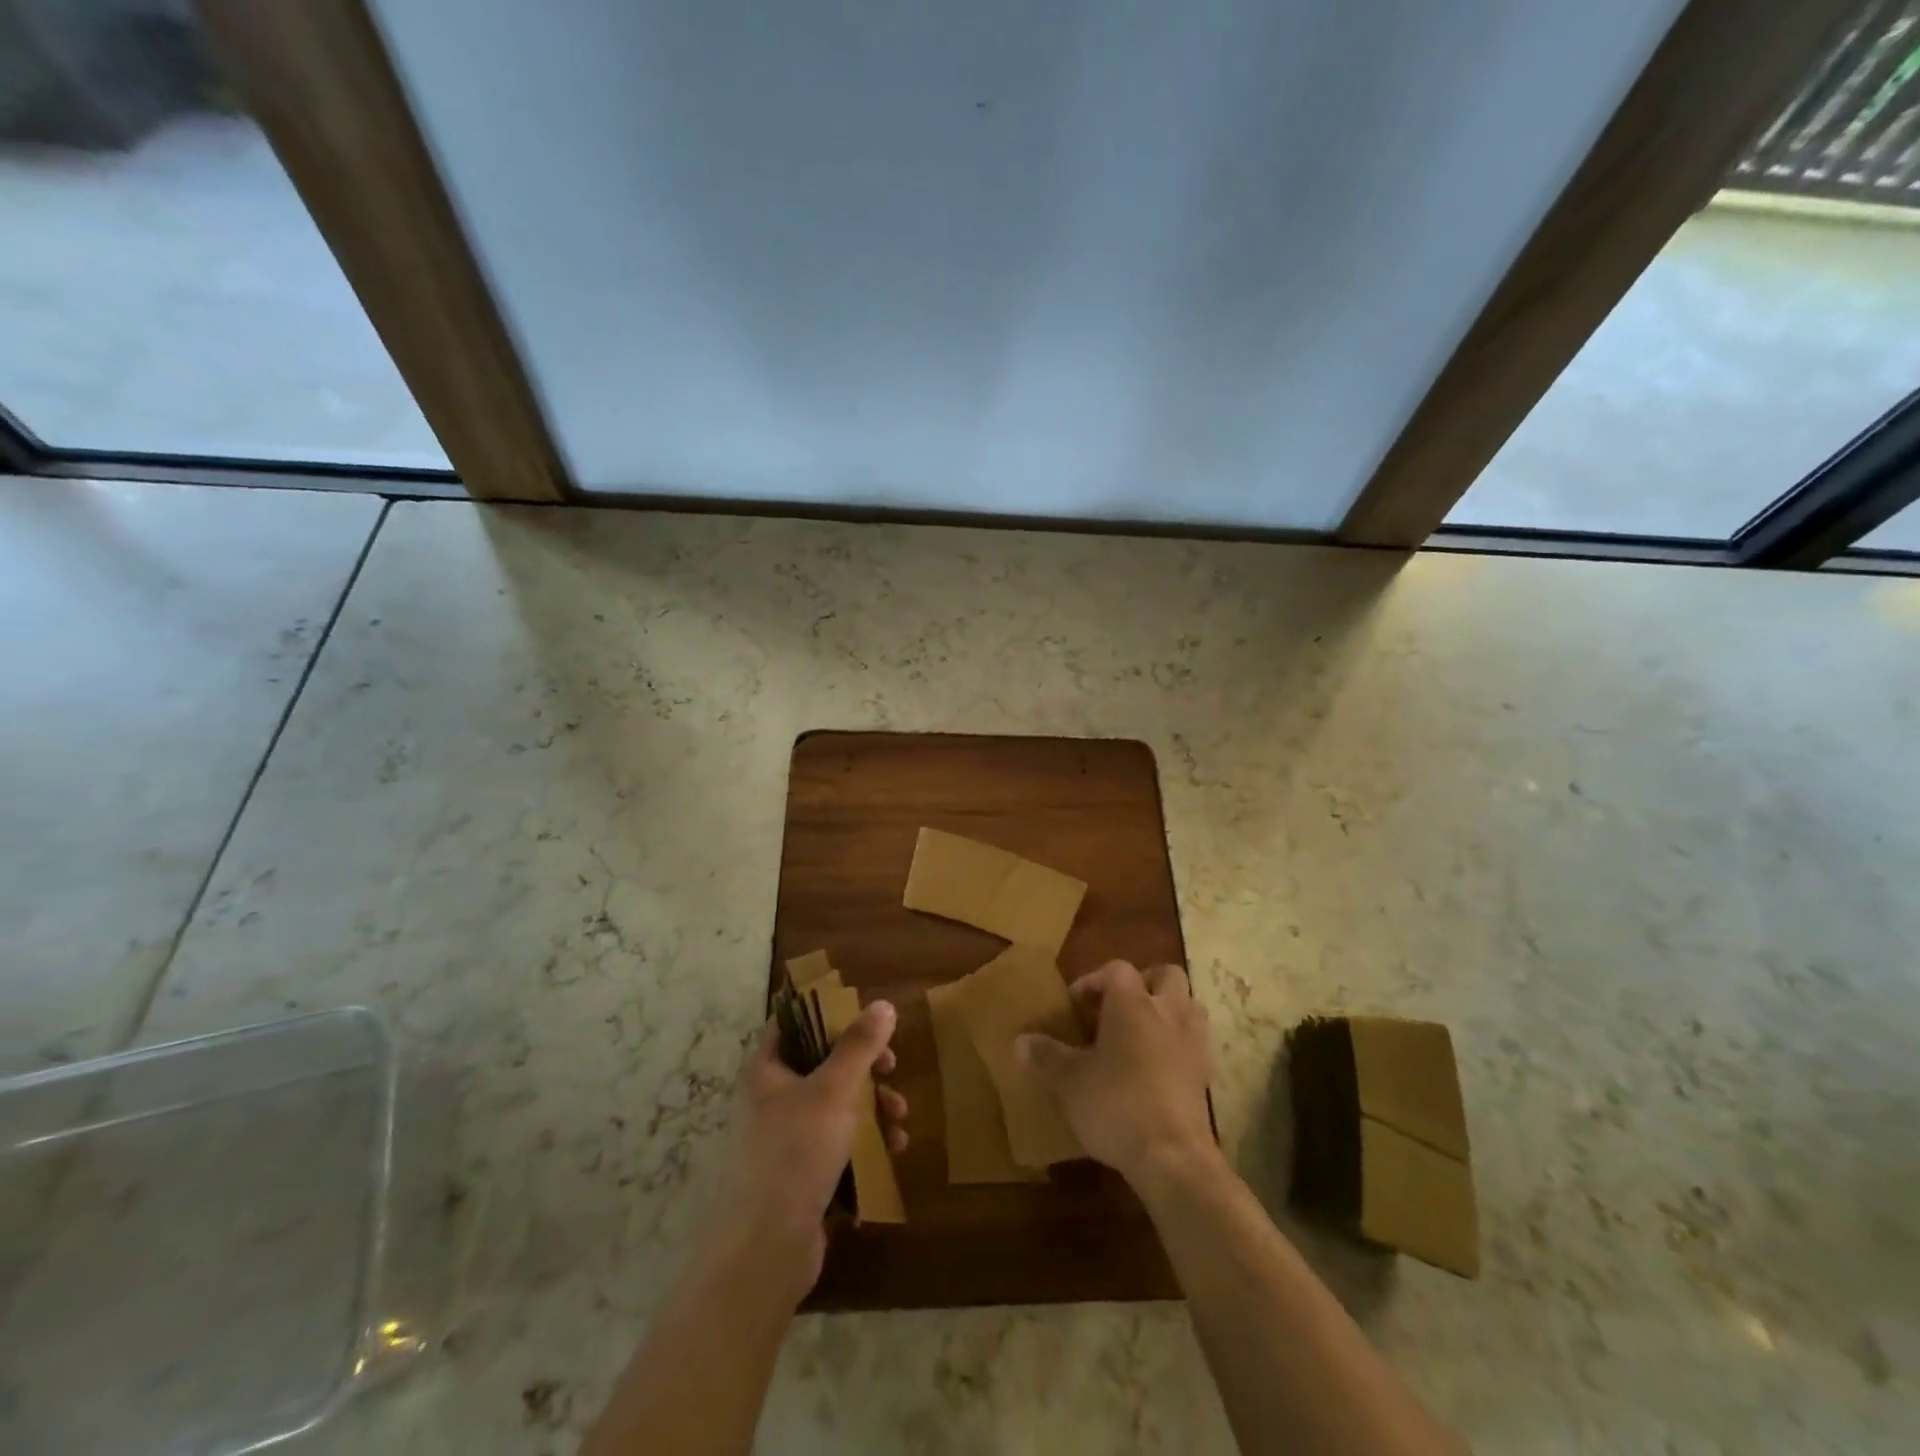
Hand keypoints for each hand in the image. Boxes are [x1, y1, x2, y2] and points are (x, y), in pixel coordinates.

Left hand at [713, 1002, 909, 1293]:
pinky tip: (892, 1150)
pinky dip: (865, 1141)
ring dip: (873, 1106)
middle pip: (823, 1063)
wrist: (765, 1251)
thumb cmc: (795, 1153)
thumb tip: (883, 1004)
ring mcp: (785, 1138)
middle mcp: (772, 1098)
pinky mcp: (801, 1173)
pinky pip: (838, 1143)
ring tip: (900, 1120)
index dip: (827, 1012)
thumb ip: (859, 1045)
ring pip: (836, 1105)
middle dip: (865, 1067)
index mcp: (768, 1069)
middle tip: (892, 1068)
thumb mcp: (834, 1090)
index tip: (865, 1016)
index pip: (793, 1022)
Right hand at [1016, 960, 1214, 1187]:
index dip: (1094, 980)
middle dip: (1144, 983)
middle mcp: (1167, 1011)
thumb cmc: (1116, 1104)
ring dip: (1168, 1009)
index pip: (1117, 970)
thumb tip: (1020, 1041)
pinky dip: (1179, 1044)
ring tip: (1142, 1032)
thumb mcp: (1070, 1081)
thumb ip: (1047, 1056)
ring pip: (1189, 1004)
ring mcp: (1193, 1042)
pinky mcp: (1206, 1074)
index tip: (1076, 1003)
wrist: (1173, 1157)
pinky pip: (1195, 1042)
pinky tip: (1159, 1066)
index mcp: (1132, 1003)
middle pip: (1166, 975)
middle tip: (1119, 1006)